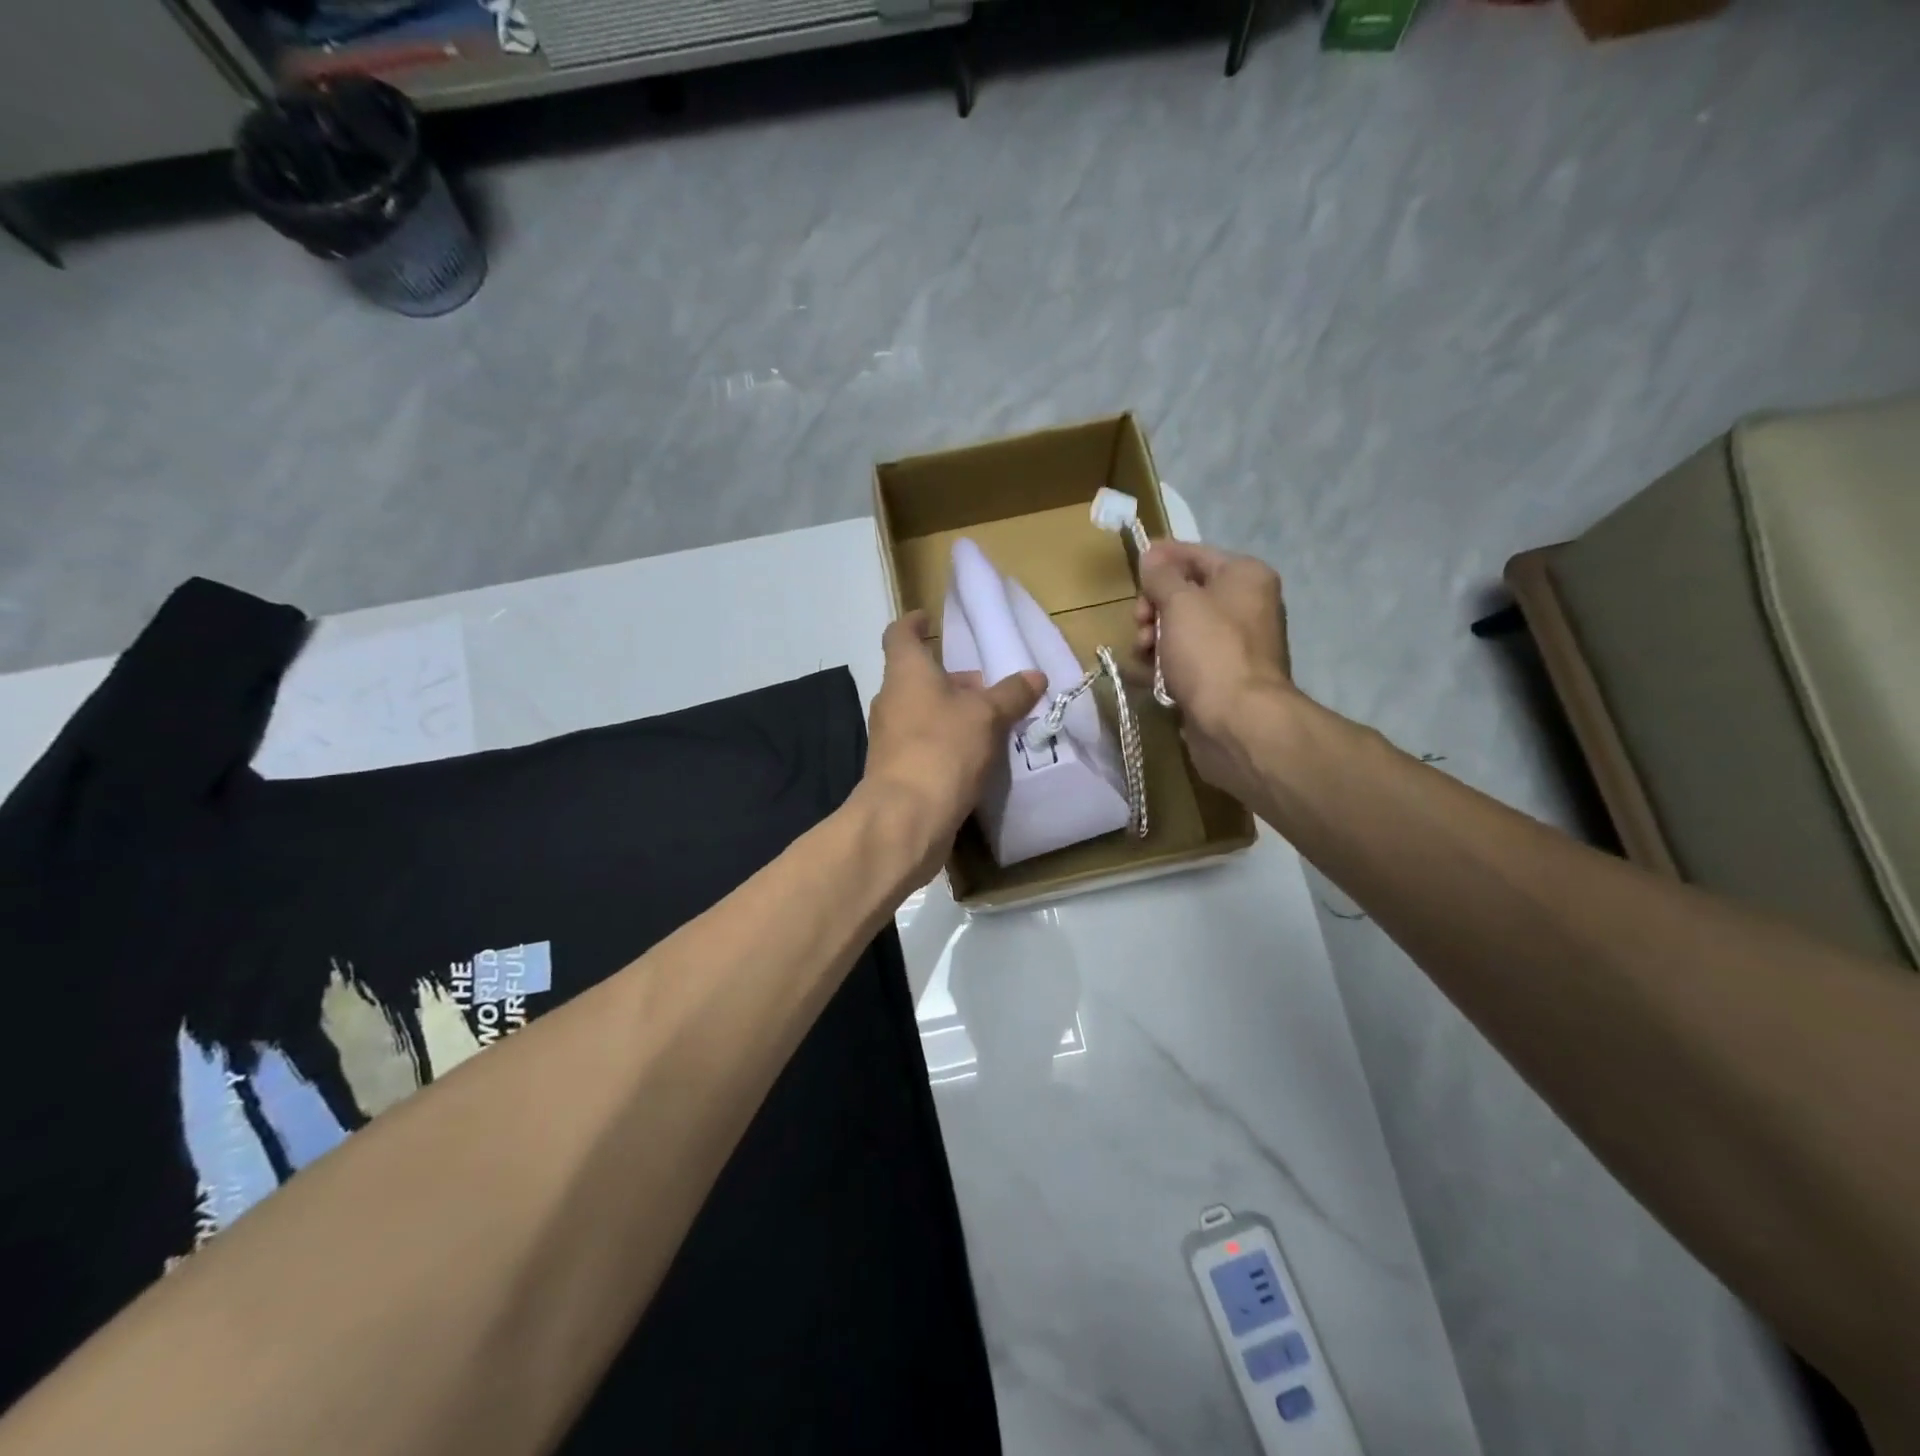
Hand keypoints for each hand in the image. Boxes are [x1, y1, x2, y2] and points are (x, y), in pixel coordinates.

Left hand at [864, 611, 1046, 883]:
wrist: (906, 818)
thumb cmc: (943, 748)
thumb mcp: (987, 716)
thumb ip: (1011, 694)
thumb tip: (1035, 675)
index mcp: (906, 673)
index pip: (900, 634)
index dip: (914, 623)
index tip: (928, 618)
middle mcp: (891, 700)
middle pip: (917, 677)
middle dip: (951, 679)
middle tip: (987, 686)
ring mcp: (889, 737)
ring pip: (922, 712)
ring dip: (951, 712)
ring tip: (991, 723)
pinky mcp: (896, 770)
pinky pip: (924, 743)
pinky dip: (946, 741)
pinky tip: (976, 756)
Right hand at [1133, 542, 1297, 795]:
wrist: (1237, 722)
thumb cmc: (1210, 652)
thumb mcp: (1179, 603)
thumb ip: (1161, 575)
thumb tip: (1152, 555)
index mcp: (1245, 576)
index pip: (1195, 554)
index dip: (1162, 559)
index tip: (1133, 570)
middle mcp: (1245, 605)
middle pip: (1185, 593)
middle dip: (1154, 607)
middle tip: (1140, 624)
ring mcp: (1234, 644)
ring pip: (1181, 629)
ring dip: (1153, 638)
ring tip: (1143, 655)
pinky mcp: (1221, 677)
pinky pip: (1185, 659)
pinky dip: (1164, 663)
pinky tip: (1148, 675)